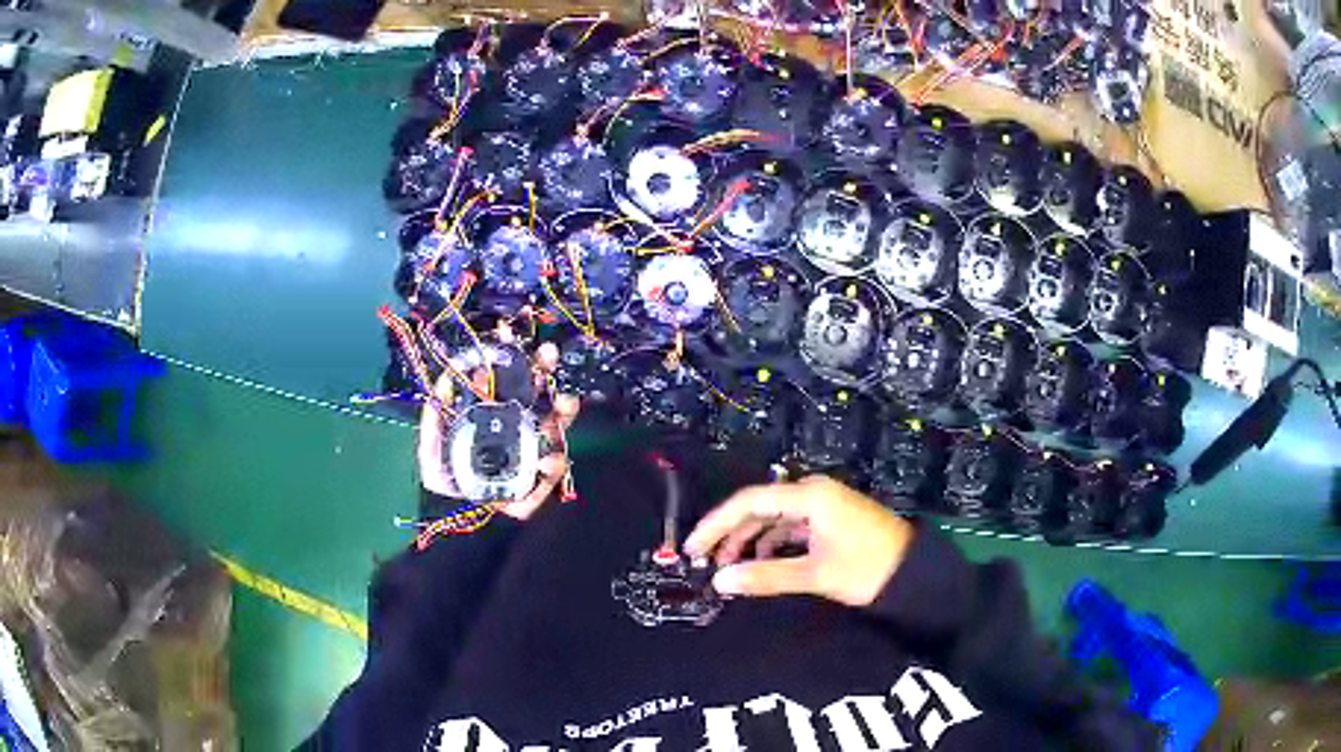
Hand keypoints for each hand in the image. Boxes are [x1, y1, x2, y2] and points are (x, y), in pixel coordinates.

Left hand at [417, 341, 579, 520]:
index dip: (507, 355)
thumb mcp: (432, 442)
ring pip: (554, 425)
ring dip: (562, 412)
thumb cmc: (448, 478)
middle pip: (535, 392)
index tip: (507, 332)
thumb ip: (436, 412)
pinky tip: (548, 460)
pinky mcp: (540, 479)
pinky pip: (553, 468)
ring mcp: (532, 450)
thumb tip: (446, 375)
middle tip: (549, 352)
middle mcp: (516, 425)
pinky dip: (553, 463)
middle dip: (543, 371)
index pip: (503, 378)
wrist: (458, 519)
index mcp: (491, 412)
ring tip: (565, 402)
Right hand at [684, 476, 915, 606]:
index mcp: (810, 496)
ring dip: (749, 540)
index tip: (692, 547)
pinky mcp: (829, 519)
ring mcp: (823, 505)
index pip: (749, 502)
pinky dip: (771, 543)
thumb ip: (765, 576)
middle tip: (704, 560)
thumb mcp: (815, 574)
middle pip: (758, 507)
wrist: (915, 574)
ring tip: (729, 567)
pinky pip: (789, 526)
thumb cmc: (867, 568)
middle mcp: (813, 492)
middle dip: (729, 533)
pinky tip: (760, 562)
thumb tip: (721, 581)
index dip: (716, 524)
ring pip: (773, 517)